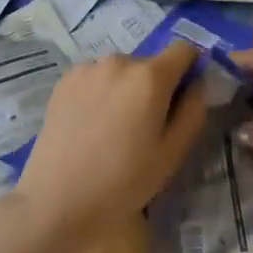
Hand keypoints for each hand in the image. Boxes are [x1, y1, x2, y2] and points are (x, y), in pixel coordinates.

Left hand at [14, 40, 207, 239]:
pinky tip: (90, 125)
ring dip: (126, 88)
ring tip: (112, 128)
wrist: (56, 203)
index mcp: (151, 76)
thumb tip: (197, 84)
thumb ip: (193, 111)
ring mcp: (89, 67)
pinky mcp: (65, 79)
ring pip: (122, 71)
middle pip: (150, 63)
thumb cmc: (122, 183)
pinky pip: (96, 77)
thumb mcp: (172, 154)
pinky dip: (100, 92)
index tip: (182, 97)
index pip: (184, 49)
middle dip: (154, 86)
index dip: (189, 69)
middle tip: (144, 126)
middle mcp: (121, 61)